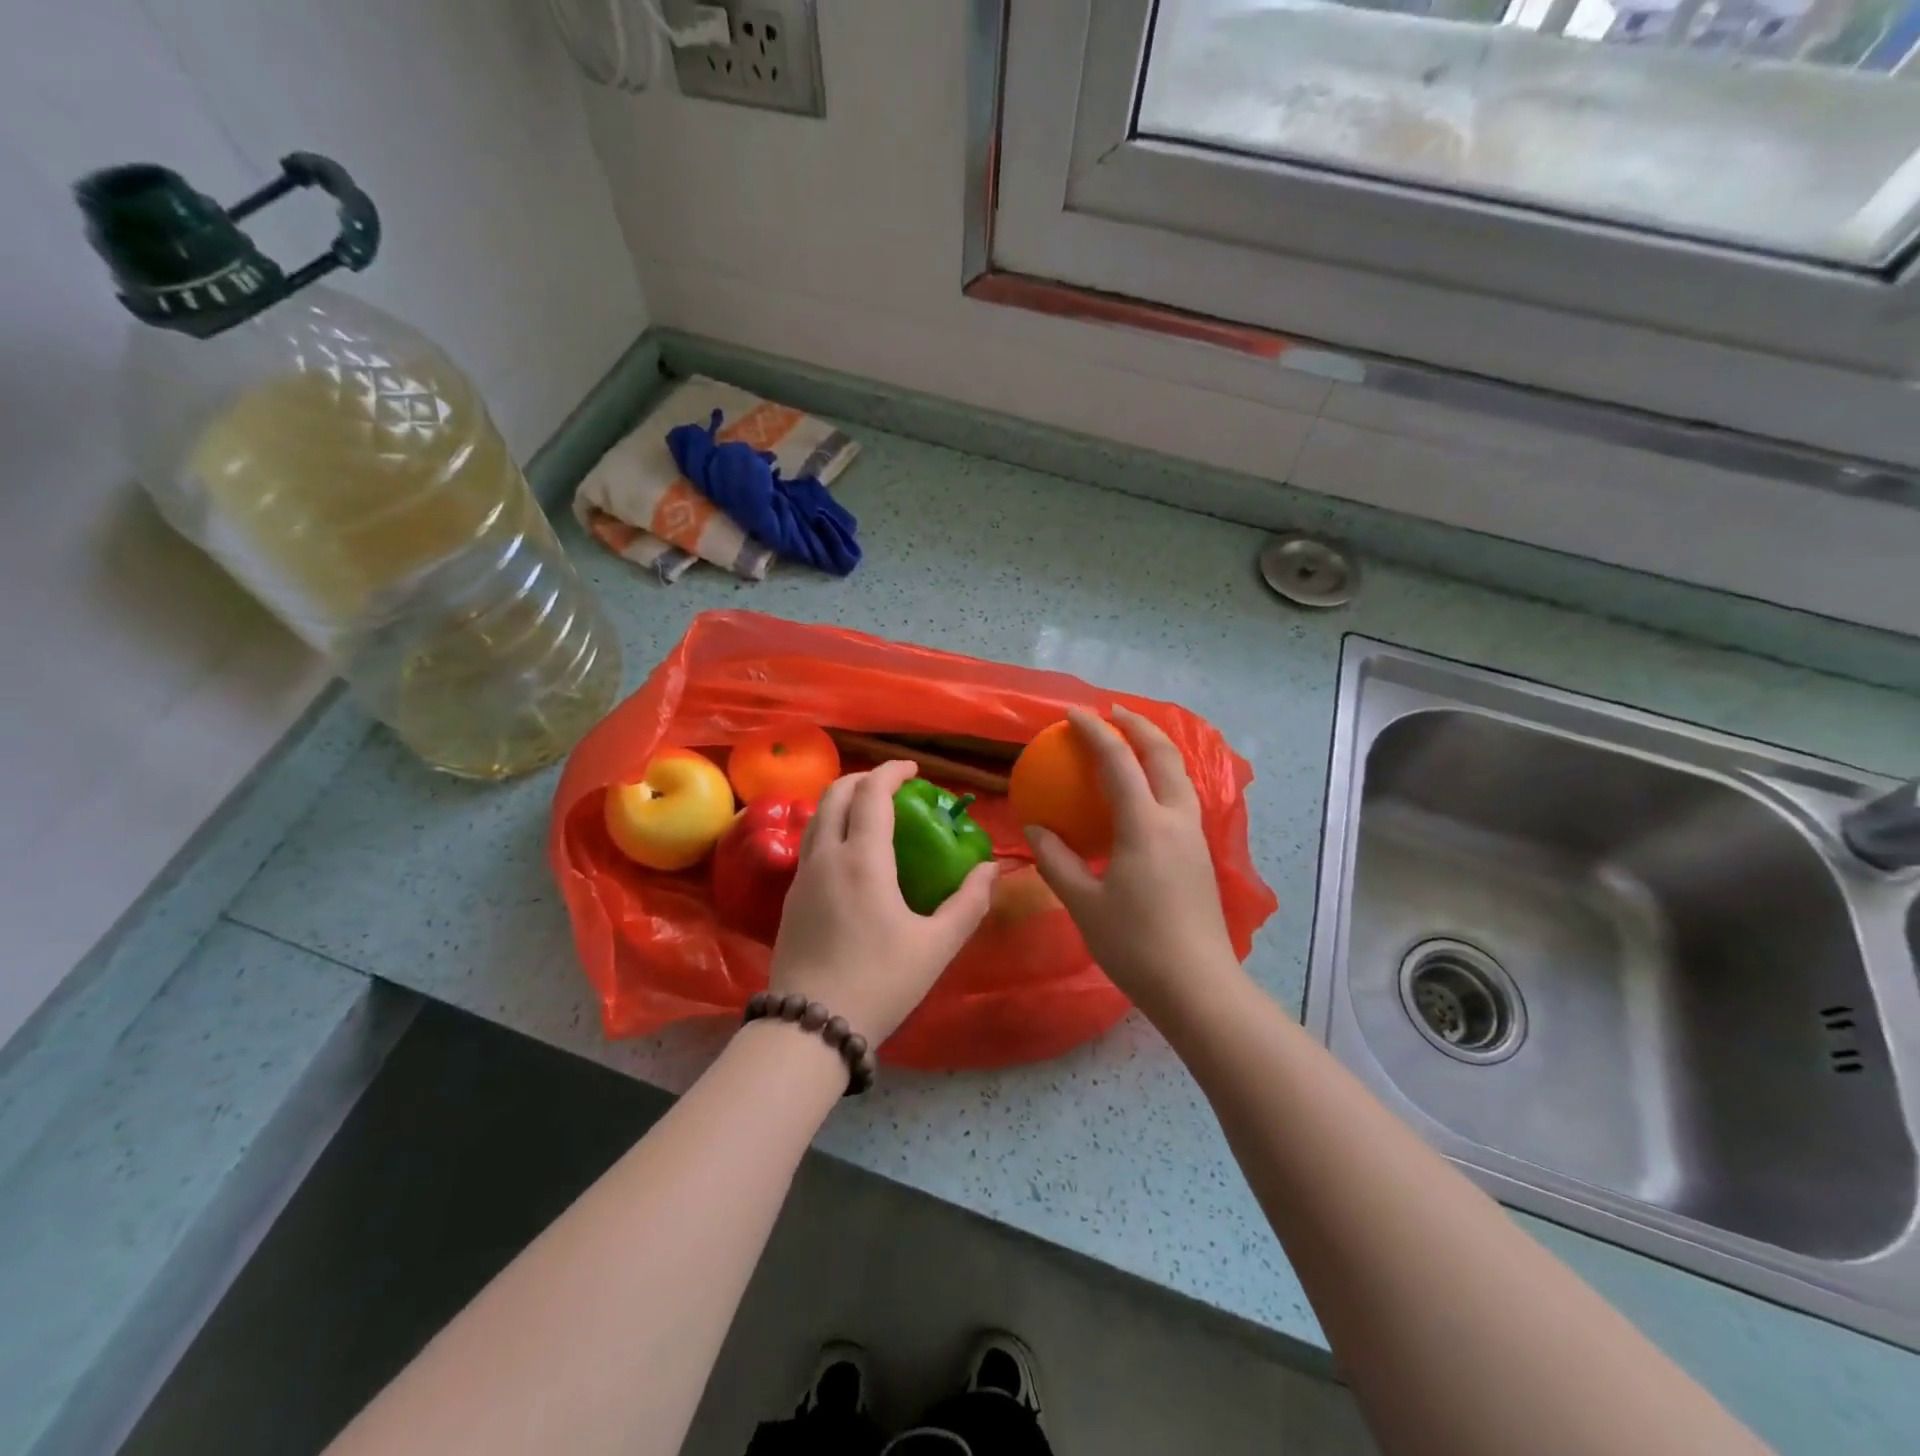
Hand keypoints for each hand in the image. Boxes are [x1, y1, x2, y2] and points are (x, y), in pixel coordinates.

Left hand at [768, 759, 997, 1044]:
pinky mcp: (790, 898)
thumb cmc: (880, 982)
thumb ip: (968, 903)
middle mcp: (826, 856)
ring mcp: (802, 876)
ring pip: (817, 817)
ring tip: (869, 813)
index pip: (872, 793)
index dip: (892, 772)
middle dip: (863, 778)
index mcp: (862, 859)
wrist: (809, 1026)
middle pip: (836, 794)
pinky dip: (830, 827)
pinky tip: (849, 854)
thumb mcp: (936, 946)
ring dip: (842, 801)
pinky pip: (810, 843)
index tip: (913, 770)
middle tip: (892, 786)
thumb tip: (990, 870)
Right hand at [1027, 706, 1241, 1021]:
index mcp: (1145, 825)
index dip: (1094, 732)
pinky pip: (1182, 797)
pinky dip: (1162, 776)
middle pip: (1163, 754)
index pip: (1118, 761)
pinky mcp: (1201, 854)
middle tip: (1111, 713)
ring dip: (1156, 748)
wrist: (1197, 987)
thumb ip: (1056, 860)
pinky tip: (1143, 794)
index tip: (1072, 714)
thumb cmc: (1135, 944)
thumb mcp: (1083, 902)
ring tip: (1131, 742)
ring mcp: (1194, 836)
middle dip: (1138, 725)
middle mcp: (1176, 819)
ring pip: (1180, 774)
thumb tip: (1037, 828)